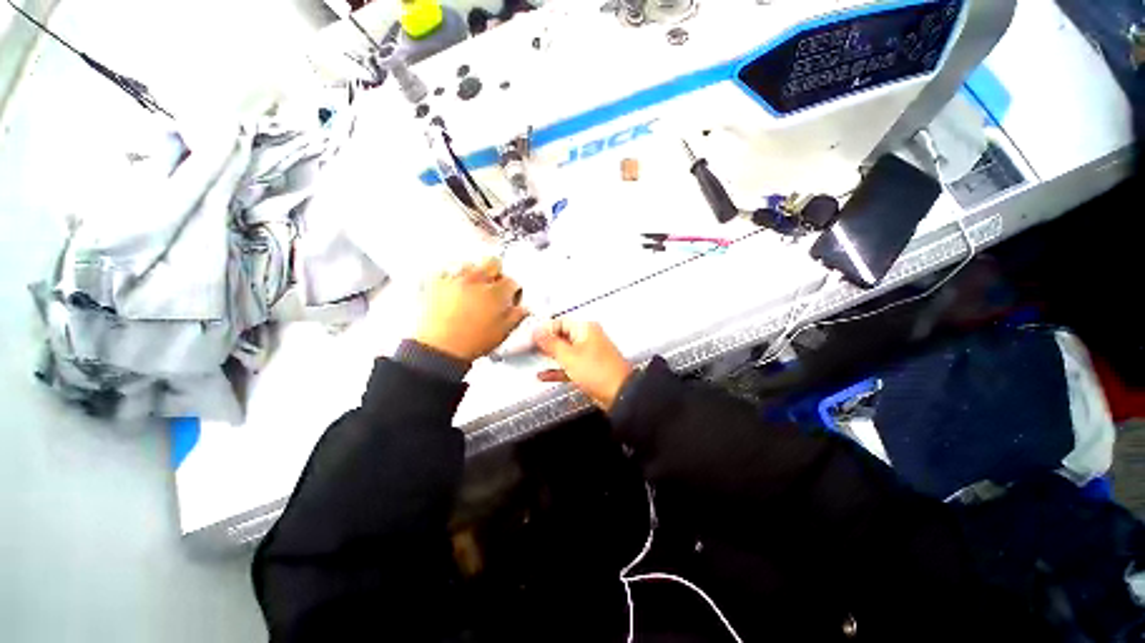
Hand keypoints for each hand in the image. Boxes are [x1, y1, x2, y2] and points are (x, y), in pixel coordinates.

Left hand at [416, 257, 528, 361]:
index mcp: (496, 292)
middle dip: (497, 273)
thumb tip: (522, 309)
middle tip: (495, 287)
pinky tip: (454, 289)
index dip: (514, 291)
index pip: (512, 282)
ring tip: (474, 288)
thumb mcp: (503, 333)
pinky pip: (446, 271)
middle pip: (493, 263)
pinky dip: (452, 277)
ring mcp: (455, 279)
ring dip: (475, 273)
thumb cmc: (470, 342)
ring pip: (470, 264)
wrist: (440, 349)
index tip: (511, 298)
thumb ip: (517, 316)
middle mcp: (477, 280)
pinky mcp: (436, 283)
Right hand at [533, 320, 632, 411]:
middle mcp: (589, 338)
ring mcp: (590, 354)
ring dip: (551, 356)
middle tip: (530, 347)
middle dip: (546, 342)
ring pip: (566, 352)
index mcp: (586, 329)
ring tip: (534, 358)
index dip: (544, 329)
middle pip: (563, 336)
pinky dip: (558, 369)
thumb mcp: (568, 356)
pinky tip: (544, 375)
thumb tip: (537, 332)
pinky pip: (570, 366)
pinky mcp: (590, 369)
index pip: (560, 322)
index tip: (530, 337)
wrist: (619, 395)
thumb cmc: (598, 372)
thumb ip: (550, 343)